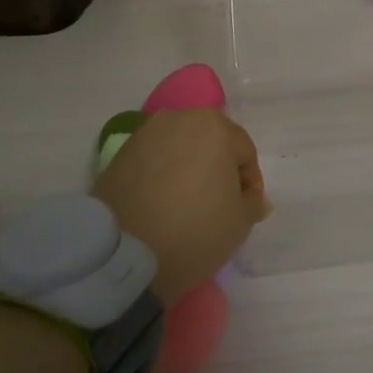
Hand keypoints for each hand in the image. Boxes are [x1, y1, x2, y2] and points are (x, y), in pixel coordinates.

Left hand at [93, 109, 269, 301]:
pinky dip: (161, 176)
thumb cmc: (194, 231)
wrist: (123, 254)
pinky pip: (153, 161)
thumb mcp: (240, 223)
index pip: (244, 152)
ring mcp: (146, 134)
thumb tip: (251, 197)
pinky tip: (159, 205)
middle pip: (211, 144)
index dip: (248, 184)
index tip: (243, 211)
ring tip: (184, 205)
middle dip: (217, 170)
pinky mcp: (119, 154)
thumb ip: (252, 203)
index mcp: (216, 127)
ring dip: (188, 170)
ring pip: (180, 149)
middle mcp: (180, 118)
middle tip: (216, 205)